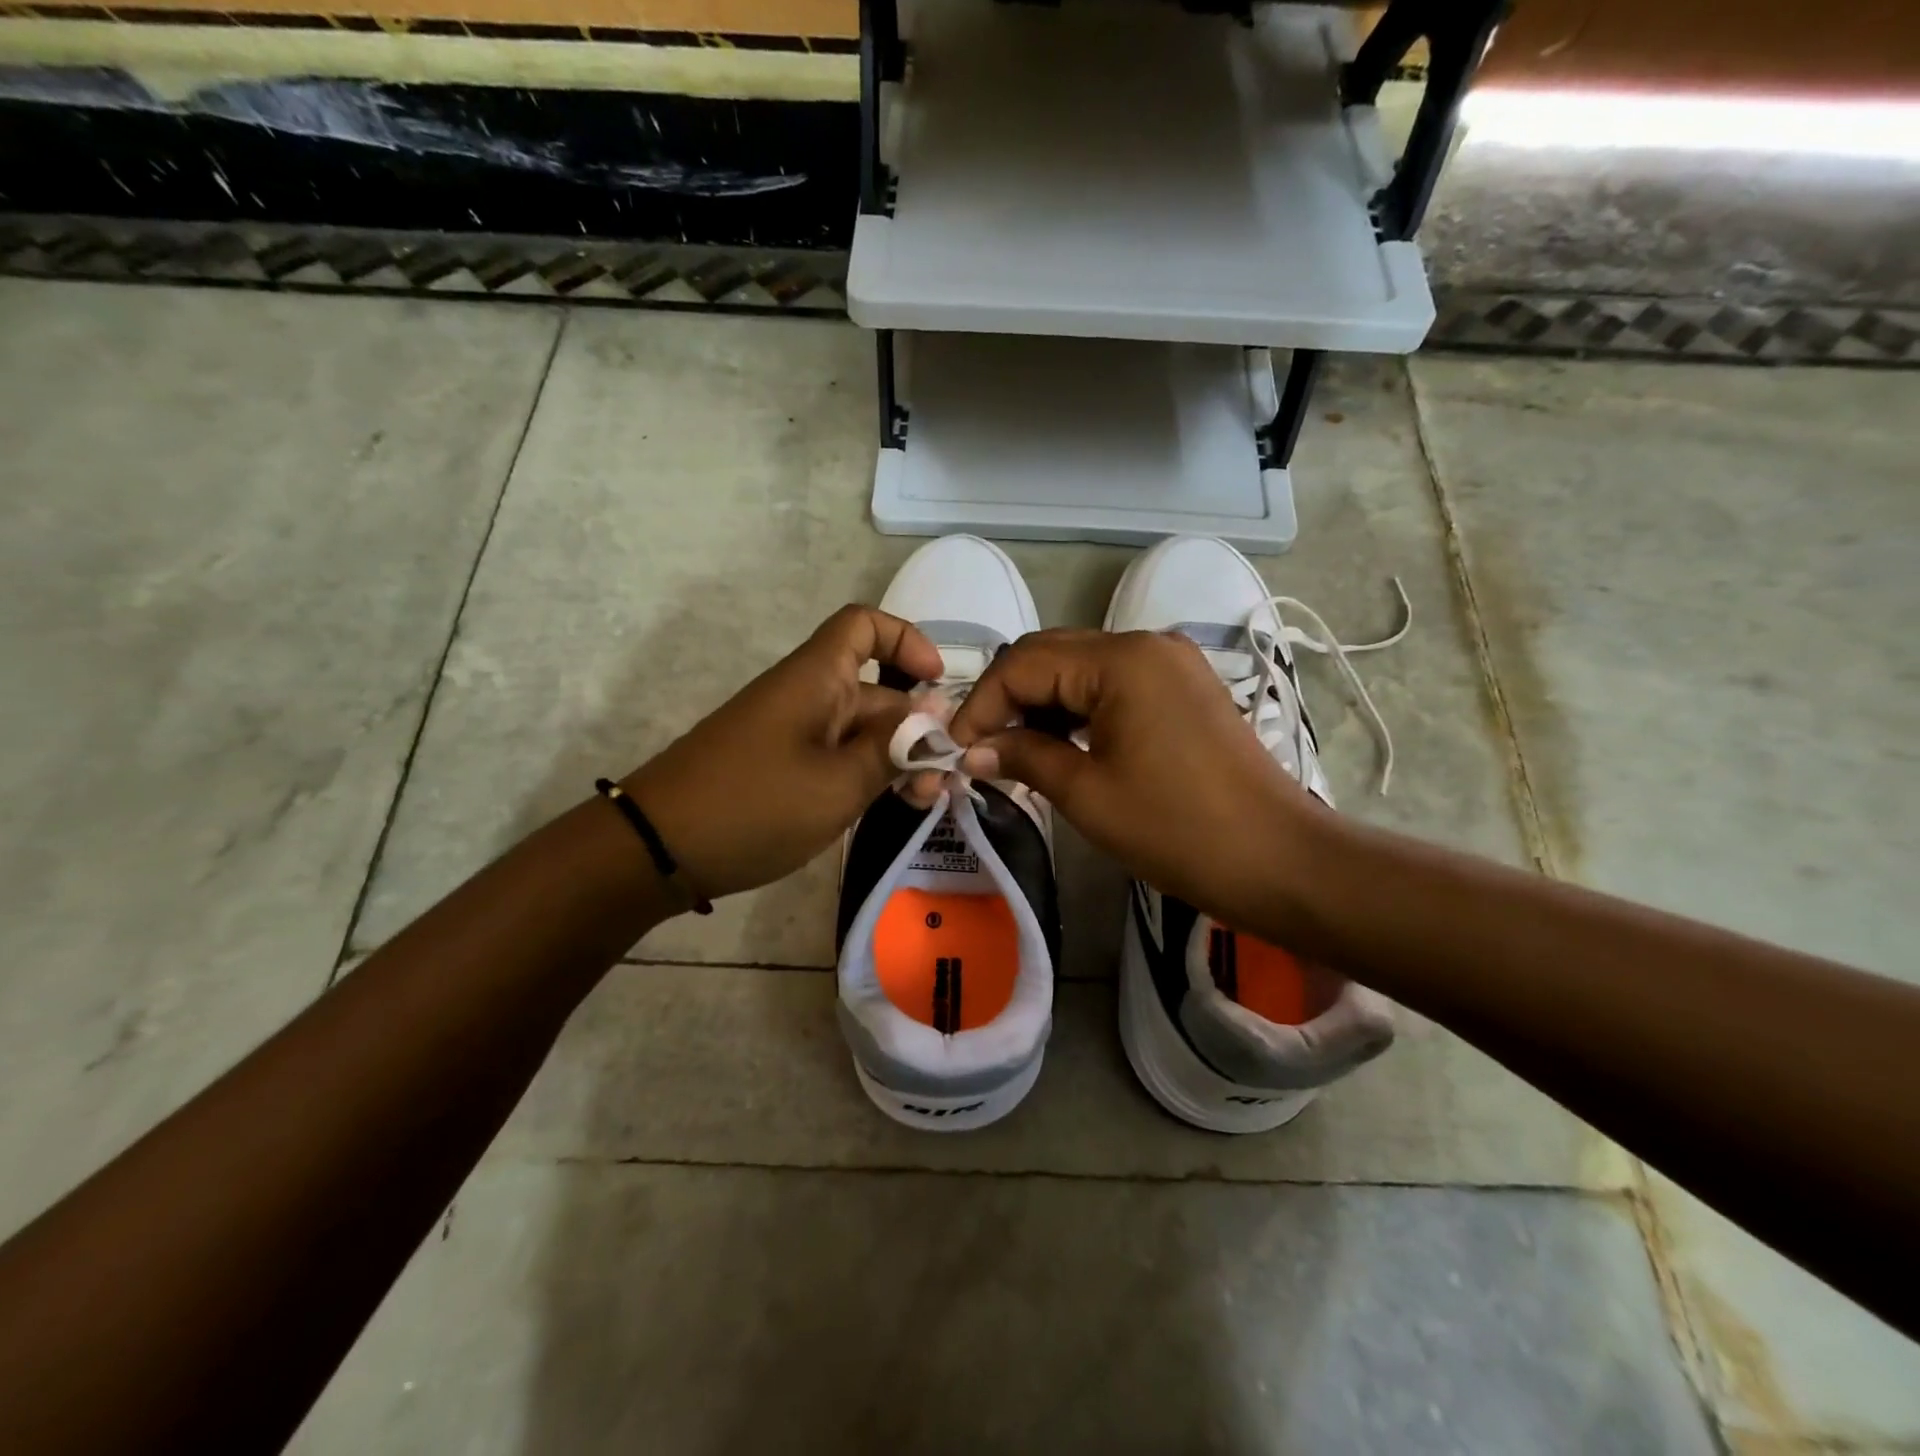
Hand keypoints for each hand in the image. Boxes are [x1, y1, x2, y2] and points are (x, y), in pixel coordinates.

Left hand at [621, 606, 941, 899]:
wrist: (658, 850)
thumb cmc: (754, 806)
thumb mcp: (839, 782)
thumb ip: (893, 747)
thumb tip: (934, 713)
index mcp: (816, 678)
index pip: (864, 626)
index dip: (907, 640)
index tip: (939, 684)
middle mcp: (806, 696)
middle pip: (875, 689)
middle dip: (916, 727)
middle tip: (943, 780)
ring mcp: (792, 734)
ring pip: (859, 731)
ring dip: (895, 758)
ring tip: (923, 802)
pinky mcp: (781, 767)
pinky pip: (836, 757)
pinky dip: (865, 776)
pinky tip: (887, 808)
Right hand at [948, 629, 1324, 937]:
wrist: (1279, 859)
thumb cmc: (1178, 829)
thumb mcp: (1087, 794)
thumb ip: (1023, 758)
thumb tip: (972, 750)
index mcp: (1121, 659)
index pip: (1024, 663)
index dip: (981, 704)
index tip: (955, 749)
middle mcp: (1145, 643)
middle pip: (1051, 655)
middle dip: (1007, 700)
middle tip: (979, 750)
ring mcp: (1170, 663)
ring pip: (1081, 669)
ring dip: (1041, 704)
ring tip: (1013, 752)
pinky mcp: (1183, 687)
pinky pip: (1113, 684)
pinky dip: (1078, 710)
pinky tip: (1059, 745)